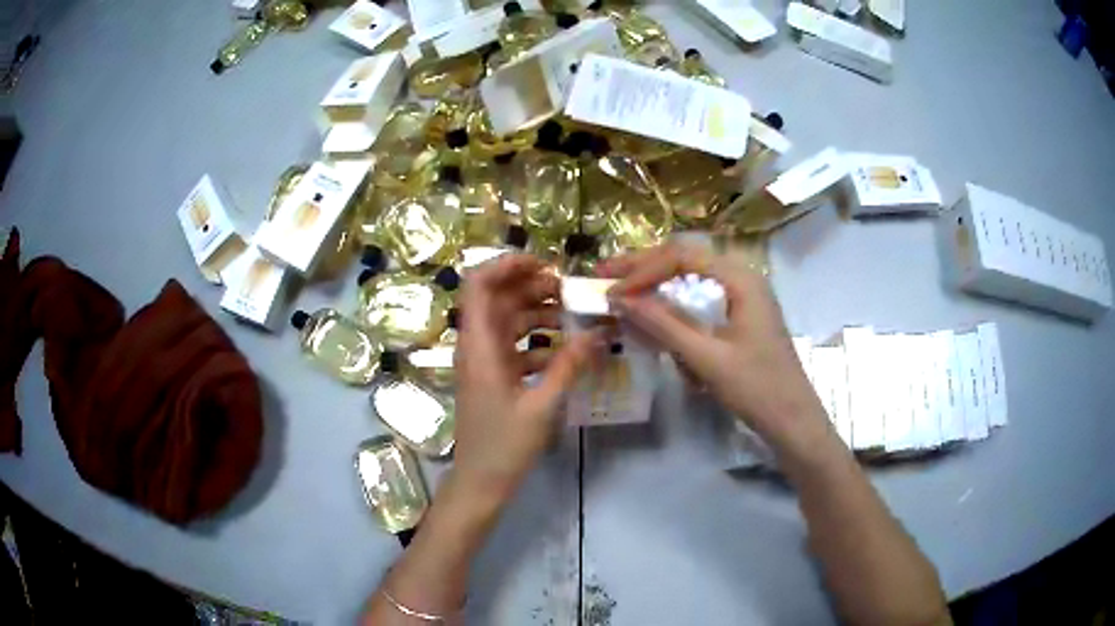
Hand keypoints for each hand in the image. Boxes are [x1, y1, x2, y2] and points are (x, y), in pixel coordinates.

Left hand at [453, 254, 598, 504]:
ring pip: (507, 321)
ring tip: (573, 317)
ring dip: (537, 313)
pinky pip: (514, 345)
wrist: (480, 482)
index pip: (478, 284)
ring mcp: (484, 361)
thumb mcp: (541, 405)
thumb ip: (569, 365)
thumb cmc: (504, 446)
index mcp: (479, 345)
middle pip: (497, 298)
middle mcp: (476, 345)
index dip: (506, 265)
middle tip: (569, 292)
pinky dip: (537, 341)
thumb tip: (599, 332)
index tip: (545, 266)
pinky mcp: (493, 377)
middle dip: (532, 287)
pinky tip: (565, 350)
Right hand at [600, 243, 825, 445]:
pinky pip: (701, 298)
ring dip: (657, 283)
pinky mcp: (741, 315)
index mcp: (741, 278)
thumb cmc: (756, 389)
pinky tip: (655, 314)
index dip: (642, 271)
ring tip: (624, 291)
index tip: (612, 293)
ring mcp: (743, 295)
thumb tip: (620, 299)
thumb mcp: (706, 358)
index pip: (682, 256)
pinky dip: (675, 304)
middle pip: (686, 258)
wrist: (794, 420)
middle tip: (605, 276)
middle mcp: (742, 276)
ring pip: (692, 277)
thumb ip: (663, 324)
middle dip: (645, 267)